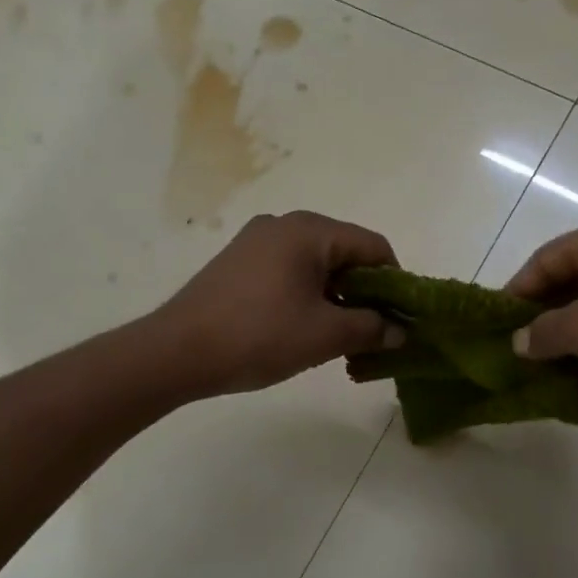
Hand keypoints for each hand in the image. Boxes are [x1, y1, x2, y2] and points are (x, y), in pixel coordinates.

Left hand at [154, 211, 405, 395]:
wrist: (177, 352)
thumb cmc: (259, 335)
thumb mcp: (325, 335)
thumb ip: (371, 328)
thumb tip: (399, 332)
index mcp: (310, 231)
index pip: (374, 247)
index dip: (395, 283)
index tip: (400, 319)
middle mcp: (284, 224)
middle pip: (345, 253)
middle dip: (366, 293)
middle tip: (373, 333)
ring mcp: (257, 242)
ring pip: (317, 265)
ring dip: (338, 298)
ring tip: (340, 337)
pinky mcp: (239, 262)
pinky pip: (290, 272)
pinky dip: (309, 296)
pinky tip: (304, 328)